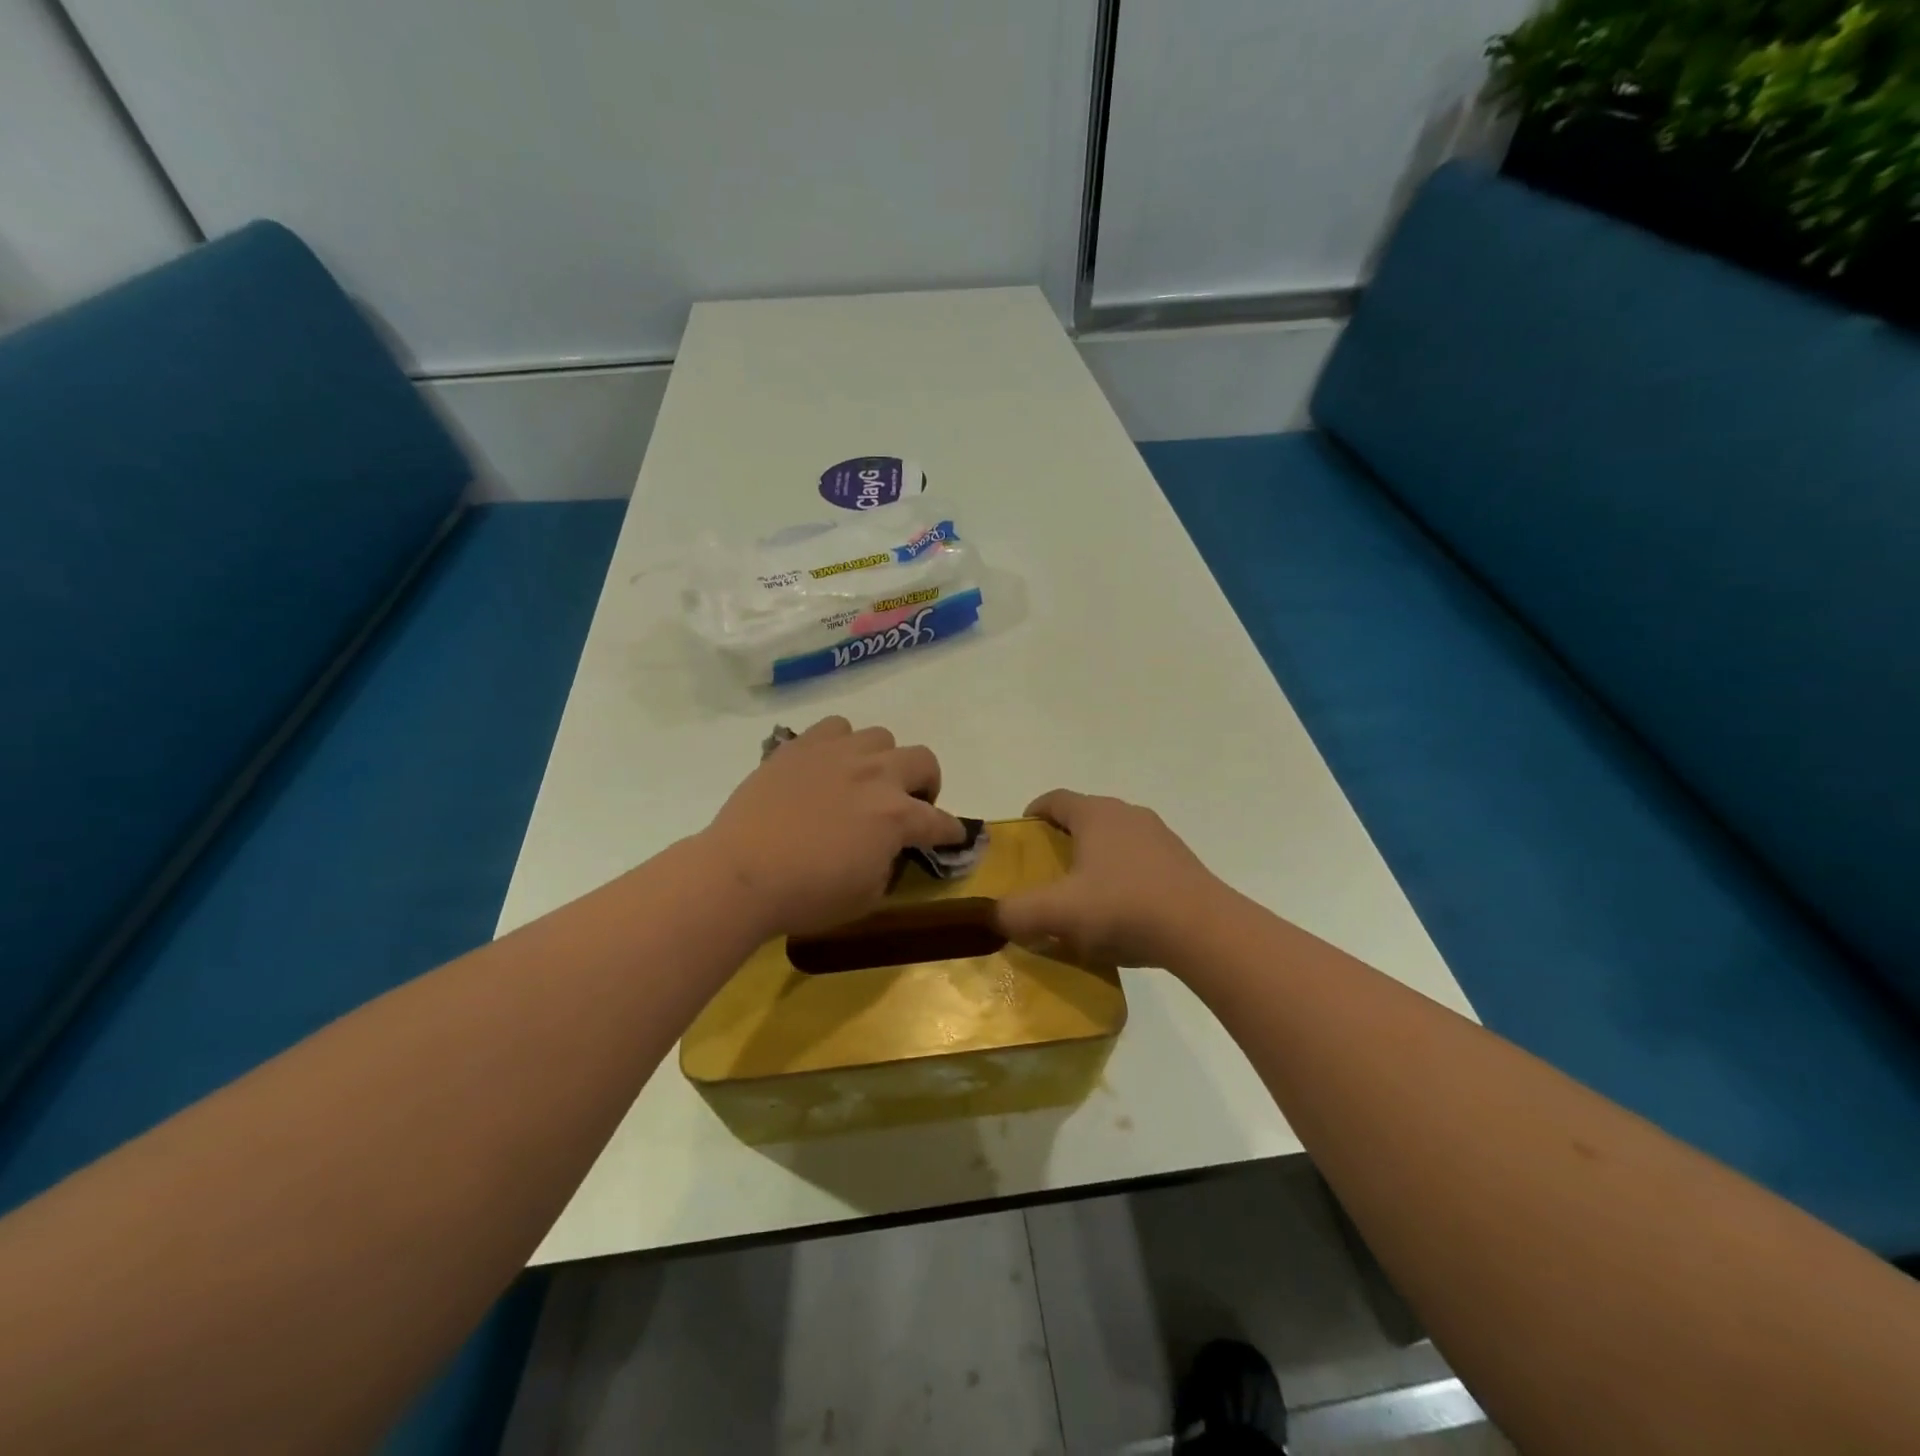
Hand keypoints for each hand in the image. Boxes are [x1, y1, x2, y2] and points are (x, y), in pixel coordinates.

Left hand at [699, 717, 964, 938]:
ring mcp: (838, 754)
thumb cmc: (807, 895)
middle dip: (926, 784)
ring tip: (865, 780)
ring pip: (881, 737)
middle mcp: (877, 775)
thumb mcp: (866, 897)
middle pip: (924, 760)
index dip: (951, 831)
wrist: (741, 873)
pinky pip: (837, 727)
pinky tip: (829, 764)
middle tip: (909, 804)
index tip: (953, 835)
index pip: (940, 821)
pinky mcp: (802, 746)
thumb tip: (887, 848)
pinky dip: (842, 743)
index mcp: (897, 816)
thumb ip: (888, 865)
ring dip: (883, 759)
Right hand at [997, 790, 1227, 968]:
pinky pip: (1139, 861)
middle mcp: (1128, 814)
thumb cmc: (1122, 907)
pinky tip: (1120, 912)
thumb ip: (1016, 913)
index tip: (1021, 838)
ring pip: (1114, 840)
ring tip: (1082, 896)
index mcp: (1096, 813)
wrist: (1203, 930)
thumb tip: (994, 915)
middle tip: (1046, 873)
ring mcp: (1159, 836)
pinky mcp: (1181, 862)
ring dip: (1094, 860)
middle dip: (1062, 841)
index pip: (1054, 799)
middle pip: (1085, 818)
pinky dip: (1122, 877)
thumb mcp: (1058, 913)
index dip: (1033, 814)